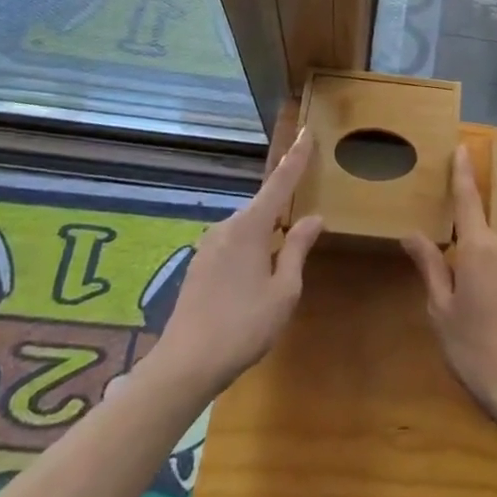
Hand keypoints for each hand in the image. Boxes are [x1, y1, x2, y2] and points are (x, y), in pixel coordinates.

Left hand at [149, 134, 324, 397]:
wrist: (184, 365)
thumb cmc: (242, 327)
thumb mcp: (283, 291)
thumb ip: (297, 249)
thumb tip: (313, 218)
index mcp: (251, 226)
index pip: (280, 183)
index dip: (296, 158)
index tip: (306, 131)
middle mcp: (227, 226)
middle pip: (263, 207)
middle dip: (283, 212)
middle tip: (304, 226)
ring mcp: (209, 245)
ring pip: (248, 229)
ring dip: (266, 238)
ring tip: (279, 269)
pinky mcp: (199, 265)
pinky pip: (234, 245)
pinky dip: (250, 251)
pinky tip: (254, 283)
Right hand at [401, 146, 496, 425]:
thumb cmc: (475, 348)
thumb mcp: (441, 310)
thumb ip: (430, 266)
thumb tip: (413, 233)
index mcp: (479, 247)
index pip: (468, 200)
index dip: (462, 173)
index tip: (461, 147)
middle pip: (476, 236)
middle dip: (460, 253)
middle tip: (447, 293)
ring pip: (490, 258)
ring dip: (475, 274)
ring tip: (466, 319)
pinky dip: (490, 286)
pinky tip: (486, 323)